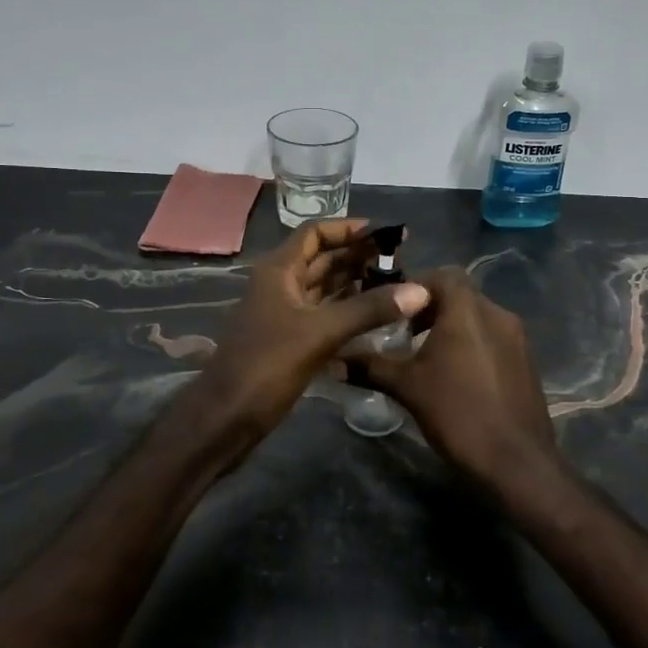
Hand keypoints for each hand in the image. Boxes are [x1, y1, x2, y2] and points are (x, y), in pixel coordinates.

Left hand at [194, 219, 429, 450]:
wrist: (227, 418)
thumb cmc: (267, 365)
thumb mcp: (321, 332)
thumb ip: (369, 309)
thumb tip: (420, 291)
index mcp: (279, 271)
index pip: (315, 233)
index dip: (348, 229)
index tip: (385, 234)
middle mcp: (281, 285)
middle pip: (323, 259)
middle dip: (359, 257)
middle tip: (401, 261)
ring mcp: (286, 314)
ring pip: (326, 288)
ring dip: (357, 283)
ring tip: (396, 284)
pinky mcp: (292, 340)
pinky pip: (326, 314)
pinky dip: (350, 310)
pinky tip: (378, 315)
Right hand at [353, 266, 561, 490]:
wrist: (516, 461)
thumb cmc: (457, 414)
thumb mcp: (407, 388)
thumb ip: (370, 367)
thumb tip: (333, 359)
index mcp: (468, 309)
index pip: (442, 275)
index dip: (416, 286)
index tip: (393, 309)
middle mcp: (497, 313)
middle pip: (461, 295)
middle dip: (431, 308)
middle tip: (405, 333)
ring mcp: (517, 338)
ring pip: (478, 317)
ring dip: (453, 327)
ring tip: (427, 355)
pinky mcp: (527, 361)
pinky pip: (494, 338)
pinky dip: (473, 344)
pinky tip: (456, 375)